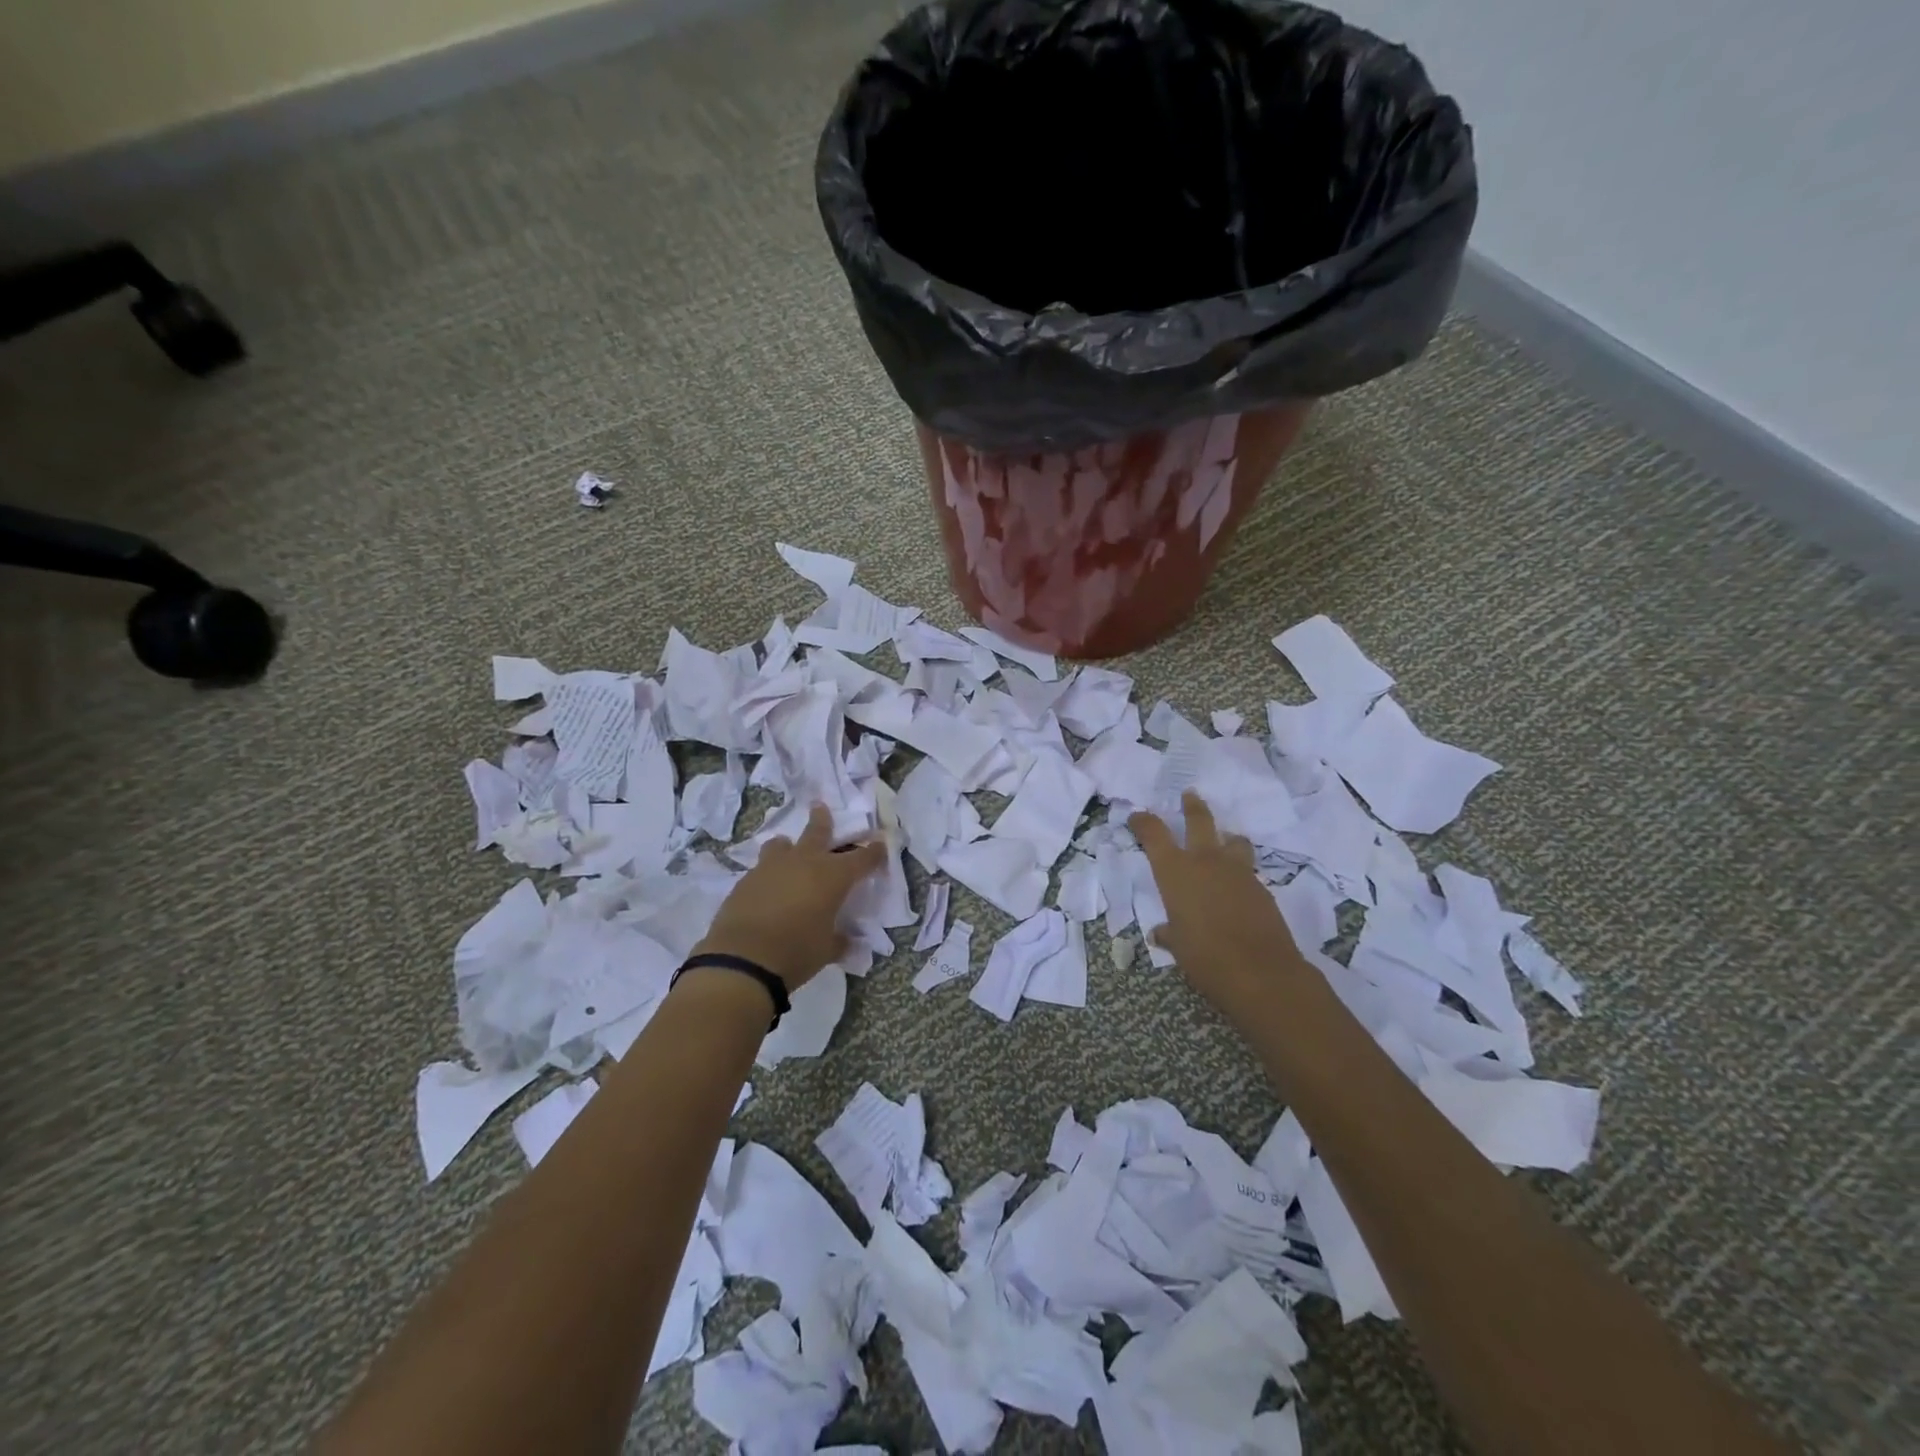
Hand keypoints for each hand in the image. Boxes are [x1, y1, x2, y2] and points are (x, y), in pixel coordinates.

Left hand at [693, 804, 885, 989]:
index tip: (881, 844)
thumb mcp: (827, 950)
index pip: (862, 858)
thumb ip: (839, 940)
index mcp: (833, 876)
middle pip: (817, 832)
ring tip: (787, 850)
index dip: (874, 852)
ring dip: (788, 846)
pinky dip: (768, 874)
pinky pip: (761, 869)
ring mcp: (771, 868)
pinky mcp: (745, 881)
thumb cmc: (797, 951)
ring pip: (781, 845)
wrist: (743, 959)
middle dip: (822, 820)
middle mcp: (804, 862)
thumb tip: (846, 941)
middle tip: (820, 807)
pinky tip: (767, 889)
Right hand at [1130, 791, 1296, 1022]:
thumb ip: (1170, 933)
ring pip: (1233, 840)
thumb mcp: (1178, 946)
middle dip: (1192, 807)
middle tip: (1189, 795)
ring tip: (1225, 840)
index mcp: (1175, 871)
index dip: (1144, 822)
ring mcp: (1237, 871)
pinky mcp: (1262, 887)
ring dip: (1227, 837)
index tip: (1138, 816)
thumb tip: (1161, 933)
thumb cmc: (1205, 956)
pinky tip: (1237, 886)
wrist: (1261, 971)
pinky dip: (1239, 870)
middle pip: (1199, 821)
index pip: (1154, 834)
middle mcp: (1205, 861)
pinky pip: (1247, 869)